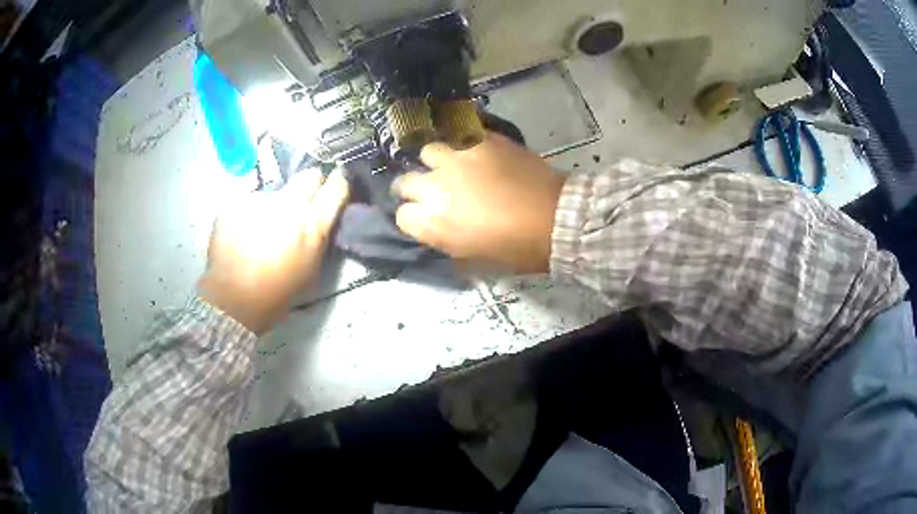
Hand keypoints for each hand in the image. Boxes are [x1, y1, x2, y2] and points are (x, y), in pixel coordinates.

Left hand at [198, 169, 348, 334]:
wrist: (234, 298)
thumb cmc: (278, 292)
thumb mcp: (311, 269)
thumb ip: (319, 236)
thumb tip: (321, 217)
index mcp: (313, 224)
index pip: (337, 186)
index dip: (338, 183)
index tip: (336, 183)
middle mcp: (290, 204)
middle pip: (308, 176)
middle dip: (309, 185)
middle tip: (300, 202)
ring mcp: (261, 199)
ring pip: (275, 192)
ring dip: (273, 205)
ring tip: (260, 230)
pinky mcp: (237, 201)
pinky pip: (249, 201)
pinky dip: (248, 213)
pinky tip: (241, 233)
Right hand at [392, 132, 564, 273]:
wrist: (556, 219)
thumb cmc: (517, 248)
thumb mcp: (473, 258)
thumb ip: (446, 240)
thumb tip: (438, 229)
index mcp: (433, 222)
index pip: (402, 216)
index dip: (413, 219)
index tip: (426, 219)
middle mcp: (436, 186)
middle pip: (405, 181)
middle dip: (414, 188)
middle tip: (433, 191)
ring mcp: (458, 158)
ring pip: (429, 151)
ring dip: (437, 162)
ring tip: (453, 166)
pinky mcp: (481, 140)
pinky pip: (460, 137)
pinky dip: (462, 146)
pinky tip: (474, 154)